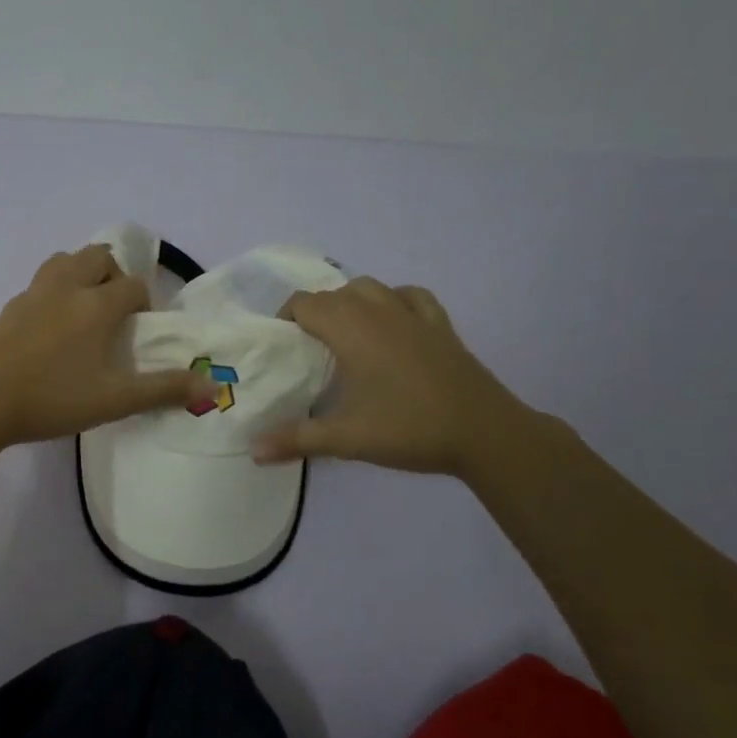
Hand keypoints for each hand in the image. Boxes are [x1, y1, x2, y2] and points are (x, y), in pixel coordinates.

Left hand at [0, 245, 216, 447]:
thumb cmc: (52, 398)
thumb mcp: (114, 400)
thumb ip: (163, 390)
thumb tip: (212, 385)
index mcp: (95, 305)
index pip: (132, 285)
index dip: (143, 302)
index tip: (139, 329)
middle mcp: (66, 287)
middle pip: (98, 256)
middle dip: (114, 275)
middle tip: (115, 311)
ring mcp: (33, 294)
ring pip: (64, 261)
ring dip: (82, 273)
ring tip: (85, 310)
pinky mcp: (9, 308)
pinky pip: (40, 283)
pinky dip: (55, 290)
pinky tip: (51, 327)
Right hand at [252, 277, 531, 475]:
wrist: (484, 432)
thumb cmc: (408, 428)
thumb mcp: (346, 438)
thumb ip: (296, 440)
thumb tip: (252, 450)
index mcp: (351, 330)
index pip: (305, 304)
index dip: (286, 318)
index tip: (280, 345)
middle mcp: (378, 311)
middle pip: (333, 294)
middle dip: (313, 313)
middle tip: (306, 349)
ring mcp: (413, 314)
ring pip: (369, 288)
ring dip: (349, 302)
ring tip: (343, 333)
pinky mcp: (440, 325)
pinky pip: (409, 296)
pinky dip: (392, 300)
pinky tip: (391, 322)